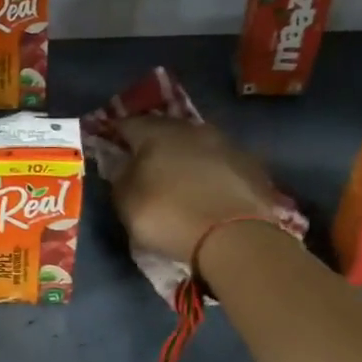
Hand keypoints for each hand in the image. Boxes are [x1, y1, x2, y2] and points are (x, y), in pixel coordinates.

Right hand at [110, 117, 279, 263]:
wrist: (233, 237)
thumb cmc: (168, 216)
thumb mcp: (126, 202)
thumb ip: (120, 177)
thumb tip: (123, 165)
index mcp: (157, 133)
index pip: (128, 124)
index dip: (116, 134)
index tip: (110, 145)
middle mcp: (192, 129)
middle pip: (165, 129)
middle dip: (153, 142)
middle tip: (144, 161)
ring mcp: (226, 144)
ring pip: (196, 143)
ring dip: (184, 155)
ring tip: (178, 176)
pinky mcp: (251, 165)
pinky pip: (220, 162)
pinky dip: (209, 171)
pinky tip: (207, 189)